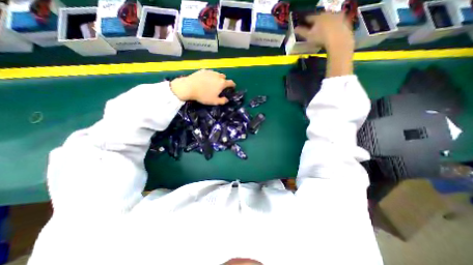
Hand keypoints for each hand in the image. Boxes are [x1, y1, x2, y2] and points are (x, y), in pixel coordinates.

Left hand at [171, 68, 235, 104]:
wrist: (189, 87)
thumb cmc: (203, 95)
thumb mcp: (214, 101)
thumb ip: (222, 101)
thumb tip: (227, 100)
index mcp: (222, 83)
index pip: (231, 83)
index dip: (233, 85)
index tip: (233, 87)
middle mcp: (218, 76)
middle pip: (224, 77)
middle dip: (224, 81)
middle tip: (220, 86)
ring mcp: (210, 72)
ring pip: (217, 74)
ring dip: (217, 78)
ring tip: (213, 83)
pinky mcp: (203, 70)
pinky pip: (209, 73)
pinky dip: (210, 76)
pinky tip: (205, 80)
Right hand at [294, 12, 351, 76]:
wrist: (338, 40)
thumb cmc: (321, 38)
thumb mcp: (309, 36)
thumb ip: (301, 32)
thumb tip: (294, 29)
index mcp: (318, 17)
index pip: (310, 17)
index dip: (306, 20)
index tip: (303, 22)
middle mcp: (328, 13)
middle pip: (321, 16)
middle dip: (317, 20)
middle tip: (314, 26)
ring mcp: (338, 16)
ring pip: (330, 18)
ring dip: (326, 22)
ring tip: (323, 29)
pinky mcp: (345, 21)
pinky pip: (338, 22)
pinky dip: (334, 25)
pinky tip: (332, 31)